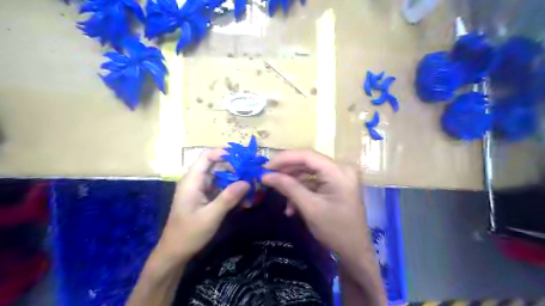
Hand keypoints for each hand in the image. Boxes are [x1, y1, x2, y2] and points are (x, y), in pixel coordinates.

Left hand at [155, 149, 248, 265]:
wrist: (175, 253)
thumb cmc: (189, 233)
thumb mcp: (211, 216)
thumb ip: (228, 198)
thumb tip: (247, 182)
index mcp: (192, 180)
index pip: (207, 156)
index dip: (224, 153)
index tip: (243, 158)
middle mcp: (196, 180)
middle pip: (217, 165)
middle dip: (235, 167)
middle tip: (253, 173)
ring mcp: (201, 189)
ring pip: (221, 176)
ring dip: (236, 180)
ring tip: (252, 186)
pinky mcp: (205, 197)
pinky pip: (221, 188)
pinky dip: (232, 191)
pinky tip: (245, 199)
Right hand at [261, 150, 370, 261]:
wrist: (355, 251)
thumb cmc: (335, 231)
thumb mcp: (309, 208)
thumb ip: (288, 187)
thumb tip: (265, 176)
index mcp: (338, 171)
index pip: (307, 155)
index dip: (283, 159)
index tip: (264, 167)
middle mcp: (340, 168)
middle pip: (307, 162)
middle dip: (286, 171)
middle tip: (267, 178)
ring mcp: (339, 176)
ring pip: (308, 172)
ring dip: (293, 184)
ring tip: (281, 198)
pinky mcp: (336, 184)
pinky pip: (314, 181)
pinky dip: (301, 190)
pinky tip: (292, 207)